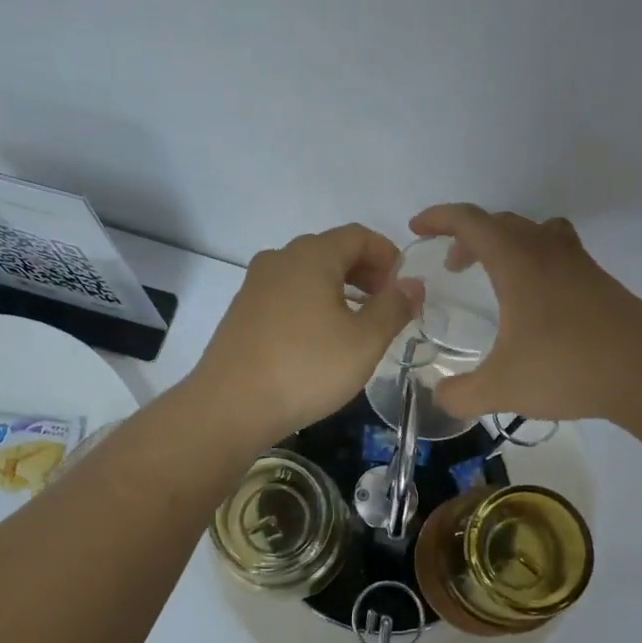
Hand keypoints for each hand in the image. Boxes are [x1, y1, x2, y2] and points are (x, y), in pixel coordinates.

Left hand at [192, 224, 416, 443]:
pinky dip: (312, 304)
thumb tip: (412, 285)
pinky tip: (320, 339)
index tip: (404, 287)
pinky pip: (287, 295)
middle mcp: (279, 259)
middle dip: (365, 272)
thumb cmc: (306, 369)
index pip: (358, 236)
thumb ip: (393, 307)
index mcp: (311, 256)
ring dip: (339, 289)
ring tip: (358, 324)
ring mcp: (255, 285)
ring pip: (307, 274)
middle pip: (331, 251)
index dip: (388, 255)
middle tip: (386, 306)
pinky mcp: (242, 312)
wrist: (230, 406)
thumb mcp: (364, 342)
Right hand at [409, 204, 641, 422]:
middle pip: (501, 222)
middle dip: (468, 236)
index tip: (417, 228)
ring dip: (505, 243)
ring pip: (534, 232)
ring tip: (493, 275)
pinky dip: (534, 260)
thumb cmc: (567, 369)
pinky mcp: (600, 281)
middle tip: (451, 266)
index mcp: (517, 262)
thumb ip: (460, 393)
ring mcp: (579, 263)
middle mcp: (547, 250)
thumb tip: (439, 397)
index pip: (471, 221)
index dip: (439, 218)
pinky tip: (535, 301)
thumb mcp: (501, 388)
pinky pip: (557, 251)